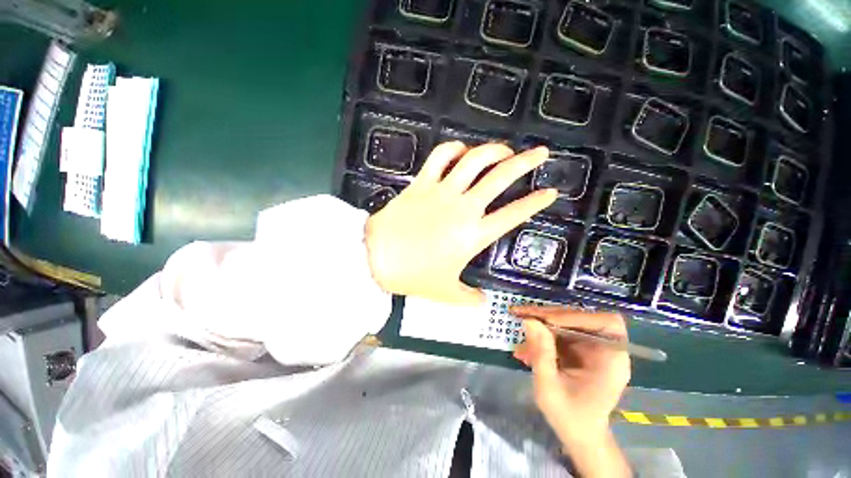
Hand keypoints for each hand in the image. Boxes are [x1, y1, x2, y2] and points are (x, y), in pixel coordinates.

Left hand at [365, 141, 556, 304]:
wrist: (377, 258)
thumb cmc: (414, 275)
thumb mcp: (446, 292)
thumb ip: (470, 298)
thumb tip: (485, 302)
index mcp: (474, 234)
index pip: (513, 214)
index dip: (535, 202)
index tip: (550, 192)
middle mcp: (463, 207)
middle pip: (501, 177)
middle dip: (526, 162)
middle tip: (540, 153)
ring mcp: (442, 192)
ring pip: (474, 160)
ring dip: (493, 150)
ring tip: (504, 150)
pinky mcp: (422, 183)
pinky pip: (440, 157)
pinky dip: (453, 149)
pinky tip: (462, 151)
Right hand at [511, 306, 630, 443]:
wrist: (578, 434)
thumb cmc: (570, 417)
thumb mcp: (550, 387)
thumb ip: (541, 353)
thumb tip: (529, 320)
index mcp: (611, 360)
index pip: (605, 323)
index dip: (576, 317)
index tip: (546, 320)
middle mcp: (605, 349)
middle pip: (580, 318)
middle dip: (548, 315)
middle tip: (521, 313)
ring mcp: (591, 348)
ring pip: (566, 322)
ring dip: (541, 323)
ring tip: (518, 326)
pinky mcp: (579, 349)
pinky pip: (559, 333)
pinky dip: (540, 335)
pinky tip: (525, 348)